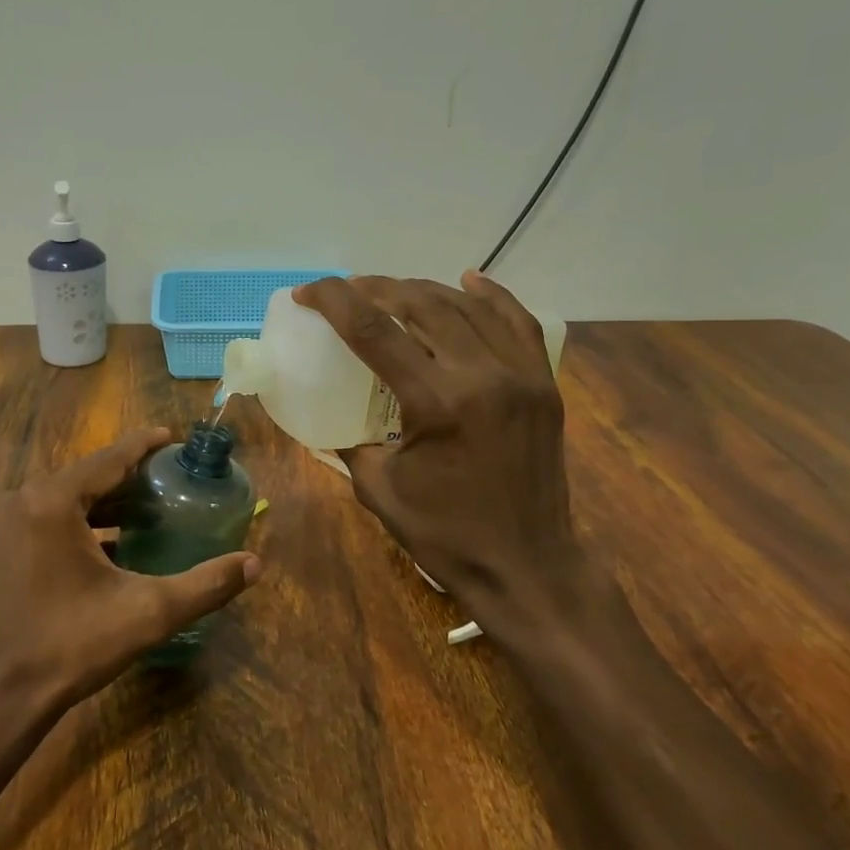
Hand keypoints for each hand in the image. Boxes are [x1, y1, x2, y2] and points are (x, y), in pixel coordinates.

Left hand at [0, 428, 261, 715]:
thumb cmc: (70, 647)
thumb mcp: (146, 613)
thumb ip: (204, 585)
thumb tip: (255, 564)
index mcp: (51, 501)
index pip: (110, 459)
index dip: (144, 446)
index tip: (173, 437)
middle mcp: (17, 499)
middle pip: (85, 476)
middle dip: (127, 478)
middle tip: (168, 481)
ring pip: (63, 498)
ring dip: (102, 502)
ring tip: (146, 508)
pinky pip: (43, 517)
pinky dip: (76, 523)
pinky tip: (108, 541)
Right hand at [292, 272, 581, 619]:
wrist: (527, 569)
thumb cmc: (446, 536)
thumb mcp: (378, 489)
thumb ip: (350, 441)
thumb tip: (330, 416)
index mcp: (438, 403)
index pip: (375, 330)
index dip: (334, 301)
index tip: (306, 293)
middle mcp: (483, 375)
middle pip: (421, 304)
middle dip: (374, 289)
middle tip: (344, 292)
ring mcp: (521, 375)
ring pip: (466, 307)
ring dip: (421, 289)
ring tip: (390, 290)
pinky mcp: (543, 384)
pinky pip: (518, 322)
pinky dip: (490, 295)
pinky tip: (466, 280)